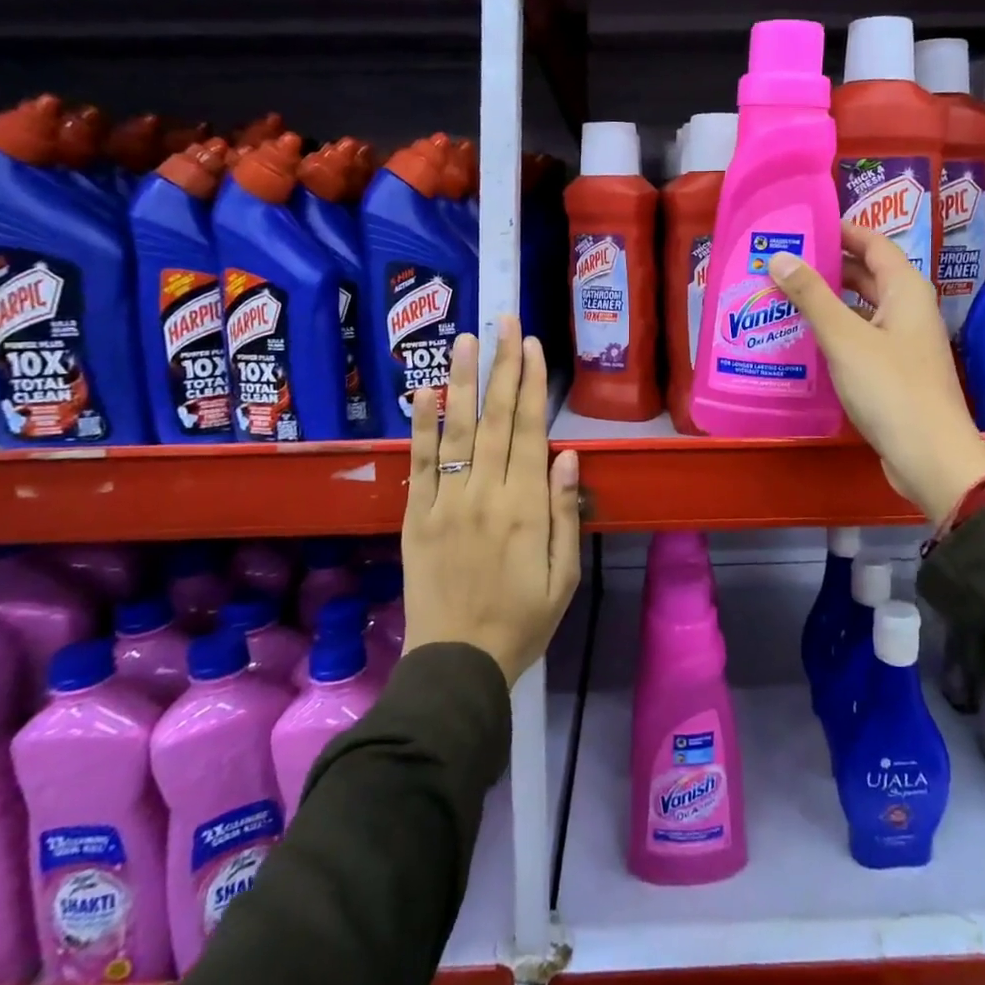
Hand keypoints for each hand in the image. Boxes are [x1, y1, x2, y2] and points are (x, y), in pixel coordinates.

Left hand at [401, 317, 581, 685]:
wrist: (457, 664)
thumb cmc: (523, 621)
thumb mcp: (565, 575)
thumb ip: (565, 512)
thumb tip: (568, 454)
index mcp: (525, 508)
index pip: (529, 431)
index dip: (531, 384)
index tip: (531, 345)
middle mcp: (485, 495)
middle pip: (495, 419)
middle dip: (501, 366)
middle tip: (503, 321)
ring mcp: (445, 503)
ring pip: (456, 431)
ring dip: (461, 382)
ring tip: (464, 340)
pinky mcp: (417, 516)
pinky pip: (419, 464)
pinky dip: (421, 427)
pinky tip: (424, 393)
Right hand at [766, 224, 984, 521]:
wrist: (930, 456)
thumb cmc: (890, 388)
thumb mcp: (844, 338)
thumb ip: (812, 296)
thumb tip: (779, 257)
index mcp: (907, 290)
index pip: (874, 244)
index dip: (842, 231)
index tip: (803, 227)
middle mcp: (910, 310)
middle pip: (868, 276)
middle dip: (829, 267)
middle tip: (784, 263)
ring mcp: (905, 343)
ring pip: (863, 310)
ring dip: (829, 302)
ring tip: (785, 297)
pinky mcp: (896, 373)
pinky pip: (862, 338)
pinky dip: (836, 332)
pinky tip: (805, 341)